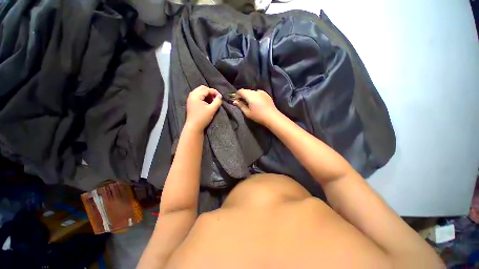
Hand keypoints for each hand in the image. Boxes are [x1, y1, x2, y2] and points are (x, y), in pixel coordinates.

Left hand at [185, 85, 221, 132]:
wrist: (194, 127)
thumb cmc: (203, 118)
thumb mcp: (212, 109)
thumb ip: (217, 101)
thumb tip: (220, 96)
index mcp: (196, 95)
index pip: (207, 89)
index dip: (215, 92)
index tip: (221, 97)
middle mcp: (192, 95)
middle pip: (202, 88)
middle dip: (210, 92)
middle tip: (216, 98)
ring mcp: (190, 99)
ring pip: (200, 92)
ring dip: (207, 95)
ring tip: (212, 101)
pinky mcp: (191, 103)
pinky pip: (198, 96)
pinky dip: (203, 97)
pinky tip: (207, 103)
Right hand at [233, 89, 279, 125]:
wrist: (272, 117)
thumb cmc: (258, 116)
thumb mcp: (247, 113)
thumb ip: (240, 106)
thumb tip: (235, 101)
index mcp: (250, 95)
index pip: (240, 91)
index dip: (237, 95)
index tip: (237, 101)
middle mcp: (256, 91)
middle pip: (246, 91)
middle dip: (243, 95)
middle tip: (242, 103)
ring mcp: (262, 92)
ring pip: (252, 92)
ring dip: (249, 96)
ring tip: (250, 103)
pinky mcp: (266, 94)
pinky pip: (258, 93)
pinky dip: (255, 96)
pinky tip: (257, 103)